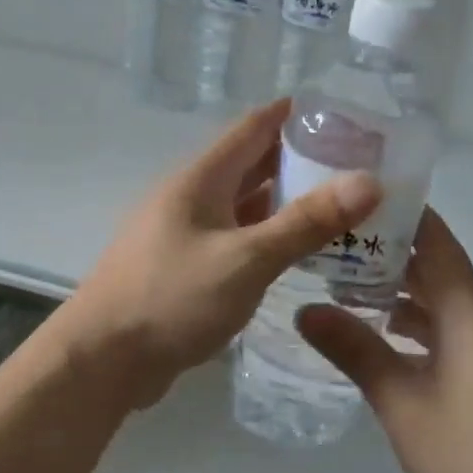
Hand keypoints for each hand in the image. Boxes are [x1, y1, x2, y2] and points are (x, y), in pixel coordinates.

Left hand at [58, 99, 381, 410]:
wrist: (103, 358)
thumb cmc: (172, 298)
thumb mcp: (247, 259)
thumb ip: (306, 222)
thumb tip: (369, 181)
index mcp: (201, 179)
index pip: (254, 127)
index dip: (295, 115)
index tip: (344, 114)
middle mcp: (191, 197)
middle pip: (251, 165)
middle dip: (300, 160)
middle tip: (356, 165)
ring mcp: (184, 233)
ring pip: (244, 205)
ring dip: (285, 202)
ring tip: (339, 206)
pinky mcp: (184, 267)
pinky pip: (234, 239)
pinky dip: (266, 237)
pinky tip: (296, 251)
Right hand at [297, 209, 472, 472]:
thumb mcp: (403, 403)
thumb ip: (356, 351)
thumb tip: (304, 309)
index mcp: (468, 310)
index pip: (436, 239)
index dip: (400, 213)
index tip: (354, 199)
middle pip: (436, 268)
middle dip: (387, 254)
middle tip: (331, 246)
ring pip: (442, 302)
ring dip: (400, 293)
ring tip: (346, 289)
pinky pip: (452, 330)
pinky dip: (418, 325)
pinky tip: (386, 342)